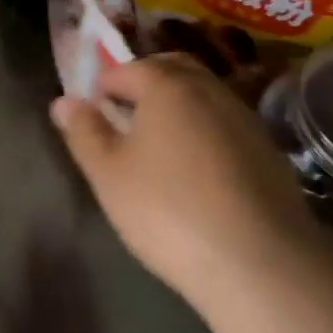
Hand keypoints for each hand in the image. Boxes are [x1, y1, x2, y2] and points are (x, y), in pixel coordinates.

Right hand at [50, 54, 322, 316]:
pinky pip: (227, 125)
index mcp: (167, 86)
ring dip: (180, 105)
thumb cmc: (168, 211)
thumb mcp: (109, 175)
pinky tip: (200, 171)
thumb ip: (84, 132)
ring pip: (204, 95)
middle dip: (146, 82)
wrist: (260, 263)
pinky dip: (207, 131)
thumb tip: (64, 101)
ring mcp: (245, 119)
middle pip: (172, 69)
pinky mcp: (269, 152)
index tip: (94, 112)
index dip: (104, 85)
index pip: (127, 68)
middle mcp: (209, 90)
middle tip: (126, 116)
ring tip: (161, 144)